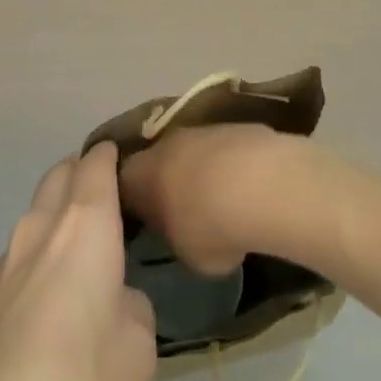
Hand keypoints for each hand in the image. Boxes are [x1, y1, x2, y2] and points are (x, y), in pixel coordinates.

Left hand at [0, 141, 156, 380]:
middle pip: (59, 174)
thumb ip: (132, 305)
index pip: (95, 164)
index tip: (128, 159)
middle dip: (82, 173)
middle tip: (108, 197)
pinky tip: (51, 297)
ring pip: (35, 212)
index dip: (112, 155)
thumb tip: (114, 299)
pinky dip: (39, 252)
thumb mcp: (139, 347)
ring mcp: (5, 260)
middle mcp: (40, 227)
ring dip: (57, 213)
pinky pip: (20, 252)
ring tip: (82, 248)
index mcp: (84, 225)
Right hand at [119, 123, 295, 275]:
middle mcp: (162, 144)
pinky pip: (223, 150)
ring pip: (192, 152)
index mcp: (138, 175)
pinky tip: (247, 189)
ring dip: (201, 172)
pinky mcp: (234, 126)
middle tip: (181, 210)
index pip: (122, 186)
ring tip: (220, 200)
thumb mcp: (185, 254)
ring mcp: (200, 130)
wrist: (258, 183)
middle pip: (158, 162)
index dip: (133, 204)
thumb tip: (183, 234)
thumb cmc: (207, 226)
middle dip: (168, 182)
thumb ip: (176, 239)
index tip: (144, 221)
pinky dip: (230, 166)